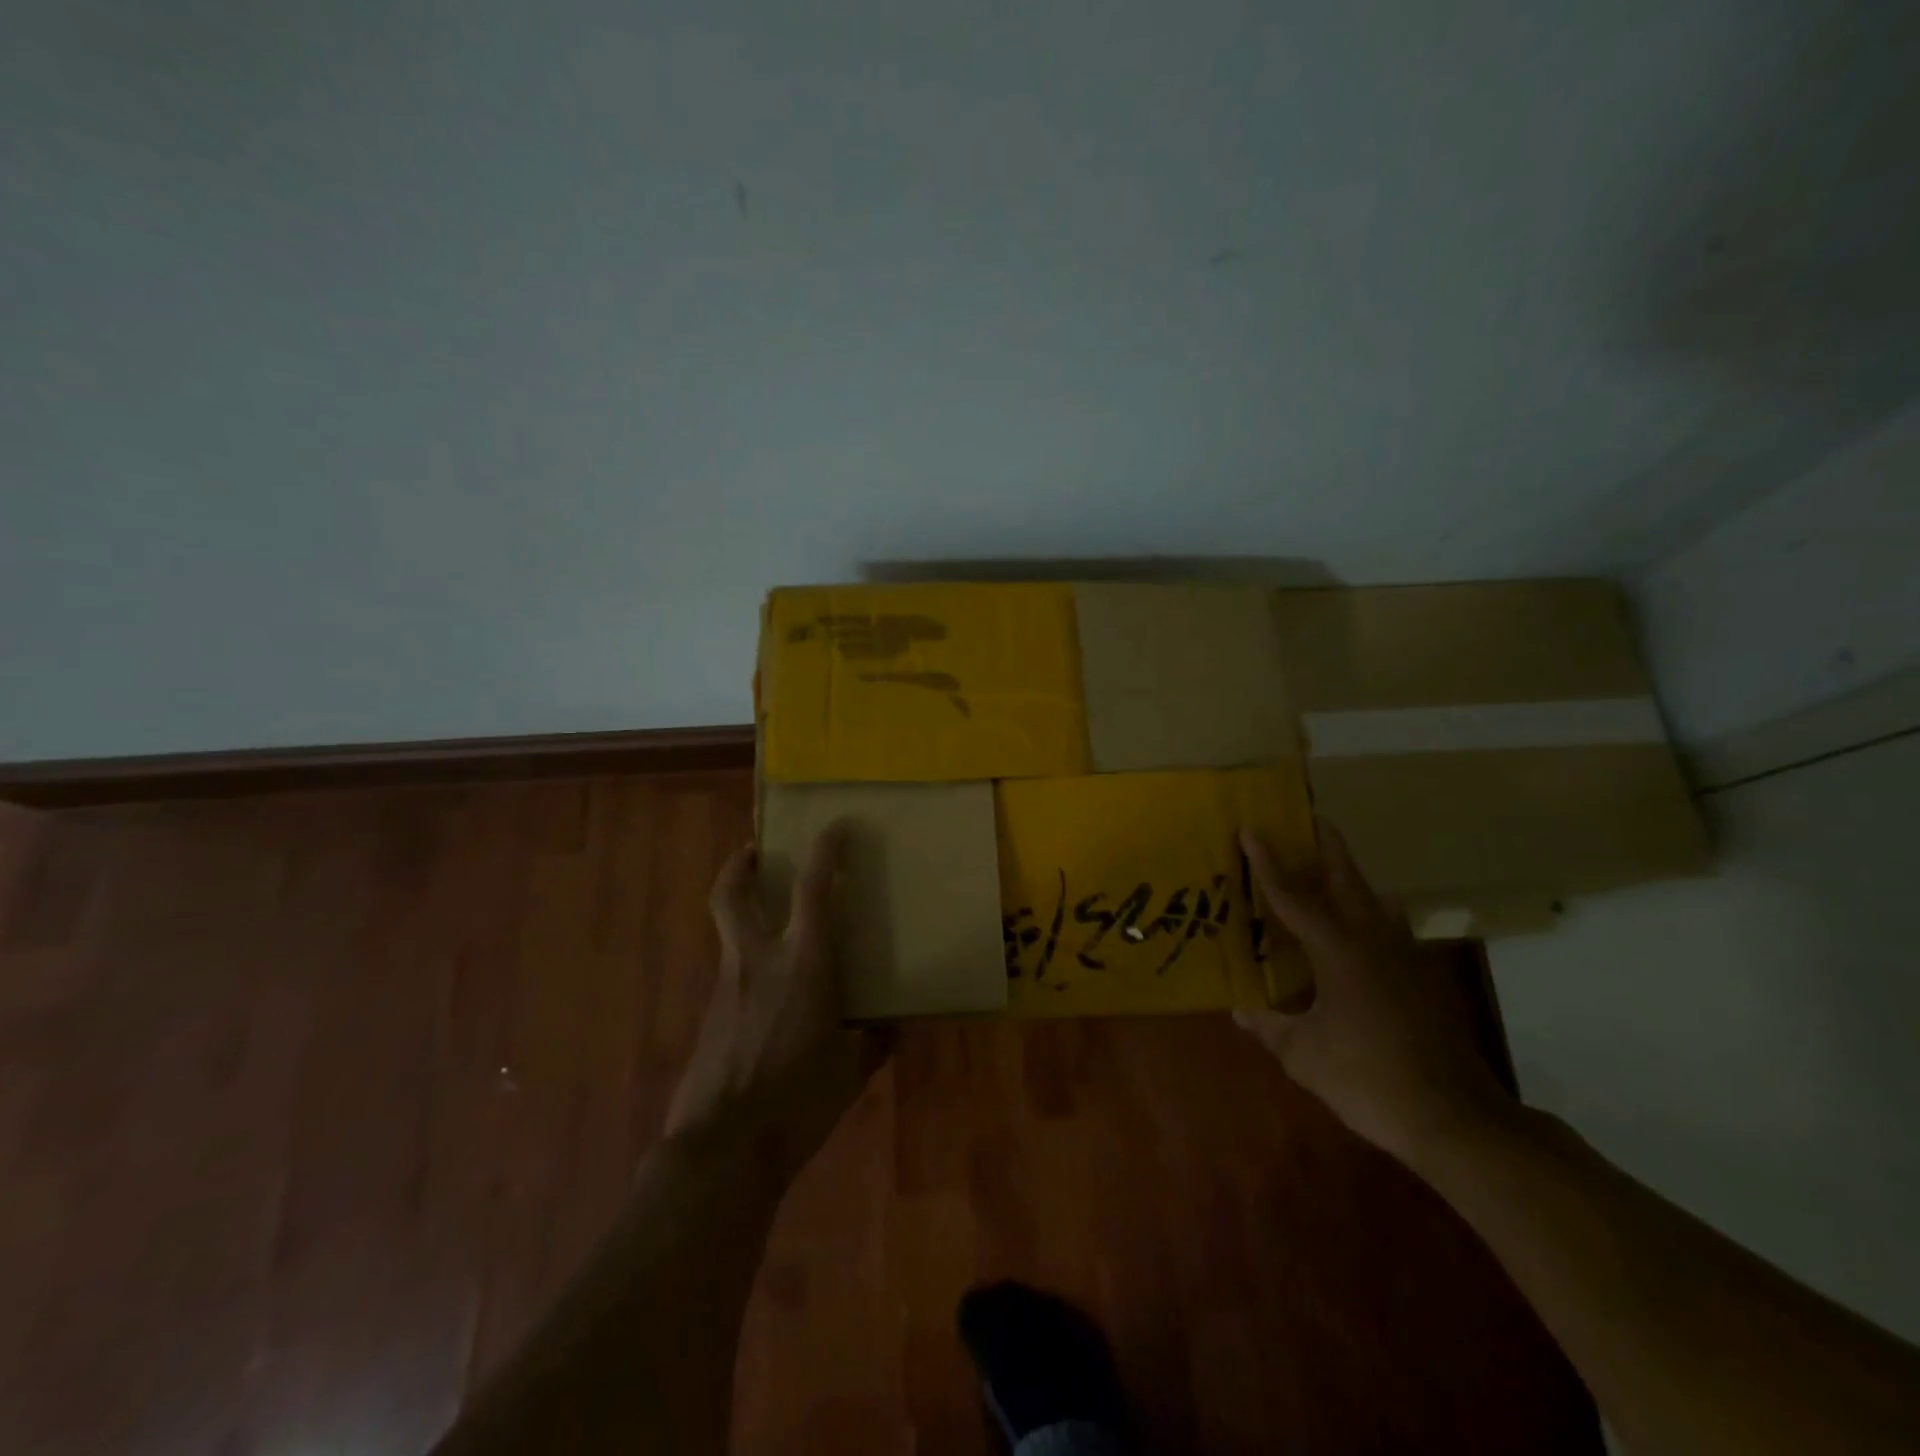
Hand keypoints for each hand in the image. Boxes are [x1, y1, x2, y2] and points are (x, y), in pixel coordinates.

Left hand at [664, 825, 893, 1185]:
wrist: (722, 1150)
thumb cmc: (798, 1101)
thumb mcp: (851, 1071)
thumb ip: (873, 1042)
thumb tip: (892, 1026)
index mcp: (803, 965)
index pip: (813, 889)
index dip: (825, 851)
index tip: (835, 827)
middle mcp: (757, 962)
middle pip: (732, 894)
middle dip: (740, 865)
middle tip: (756, 852)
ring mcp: (726, 987)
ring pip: (728, 932)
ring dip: (744, 915)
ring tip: (773, 929)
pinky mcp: (708, 1016)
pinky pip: (731, 974)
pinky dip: (749, 967)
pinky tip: (768, 998)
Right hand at [1235, 822, 1514, 1166]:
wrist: (1453, 1117)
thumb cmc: (1369, 1079)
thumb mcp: (1305, 1056)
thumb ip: (1270, 1027)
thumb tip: (1242, 1010)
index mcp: (1338, 951)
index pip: (1293, 896)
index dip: (1268, 863)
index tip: (1251, 830)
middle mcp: (1372, 941)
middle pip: (1346, 879)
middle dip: (1326, 846)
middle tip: (1308, 818)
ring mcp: (1403, 958)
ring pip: (1372, 900)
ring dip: (1349, 877)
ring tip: (1328, 866)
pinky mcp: (1420, 978)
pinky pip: (1388, 927)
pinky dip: (1369, 912)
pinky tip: (1361, 926)